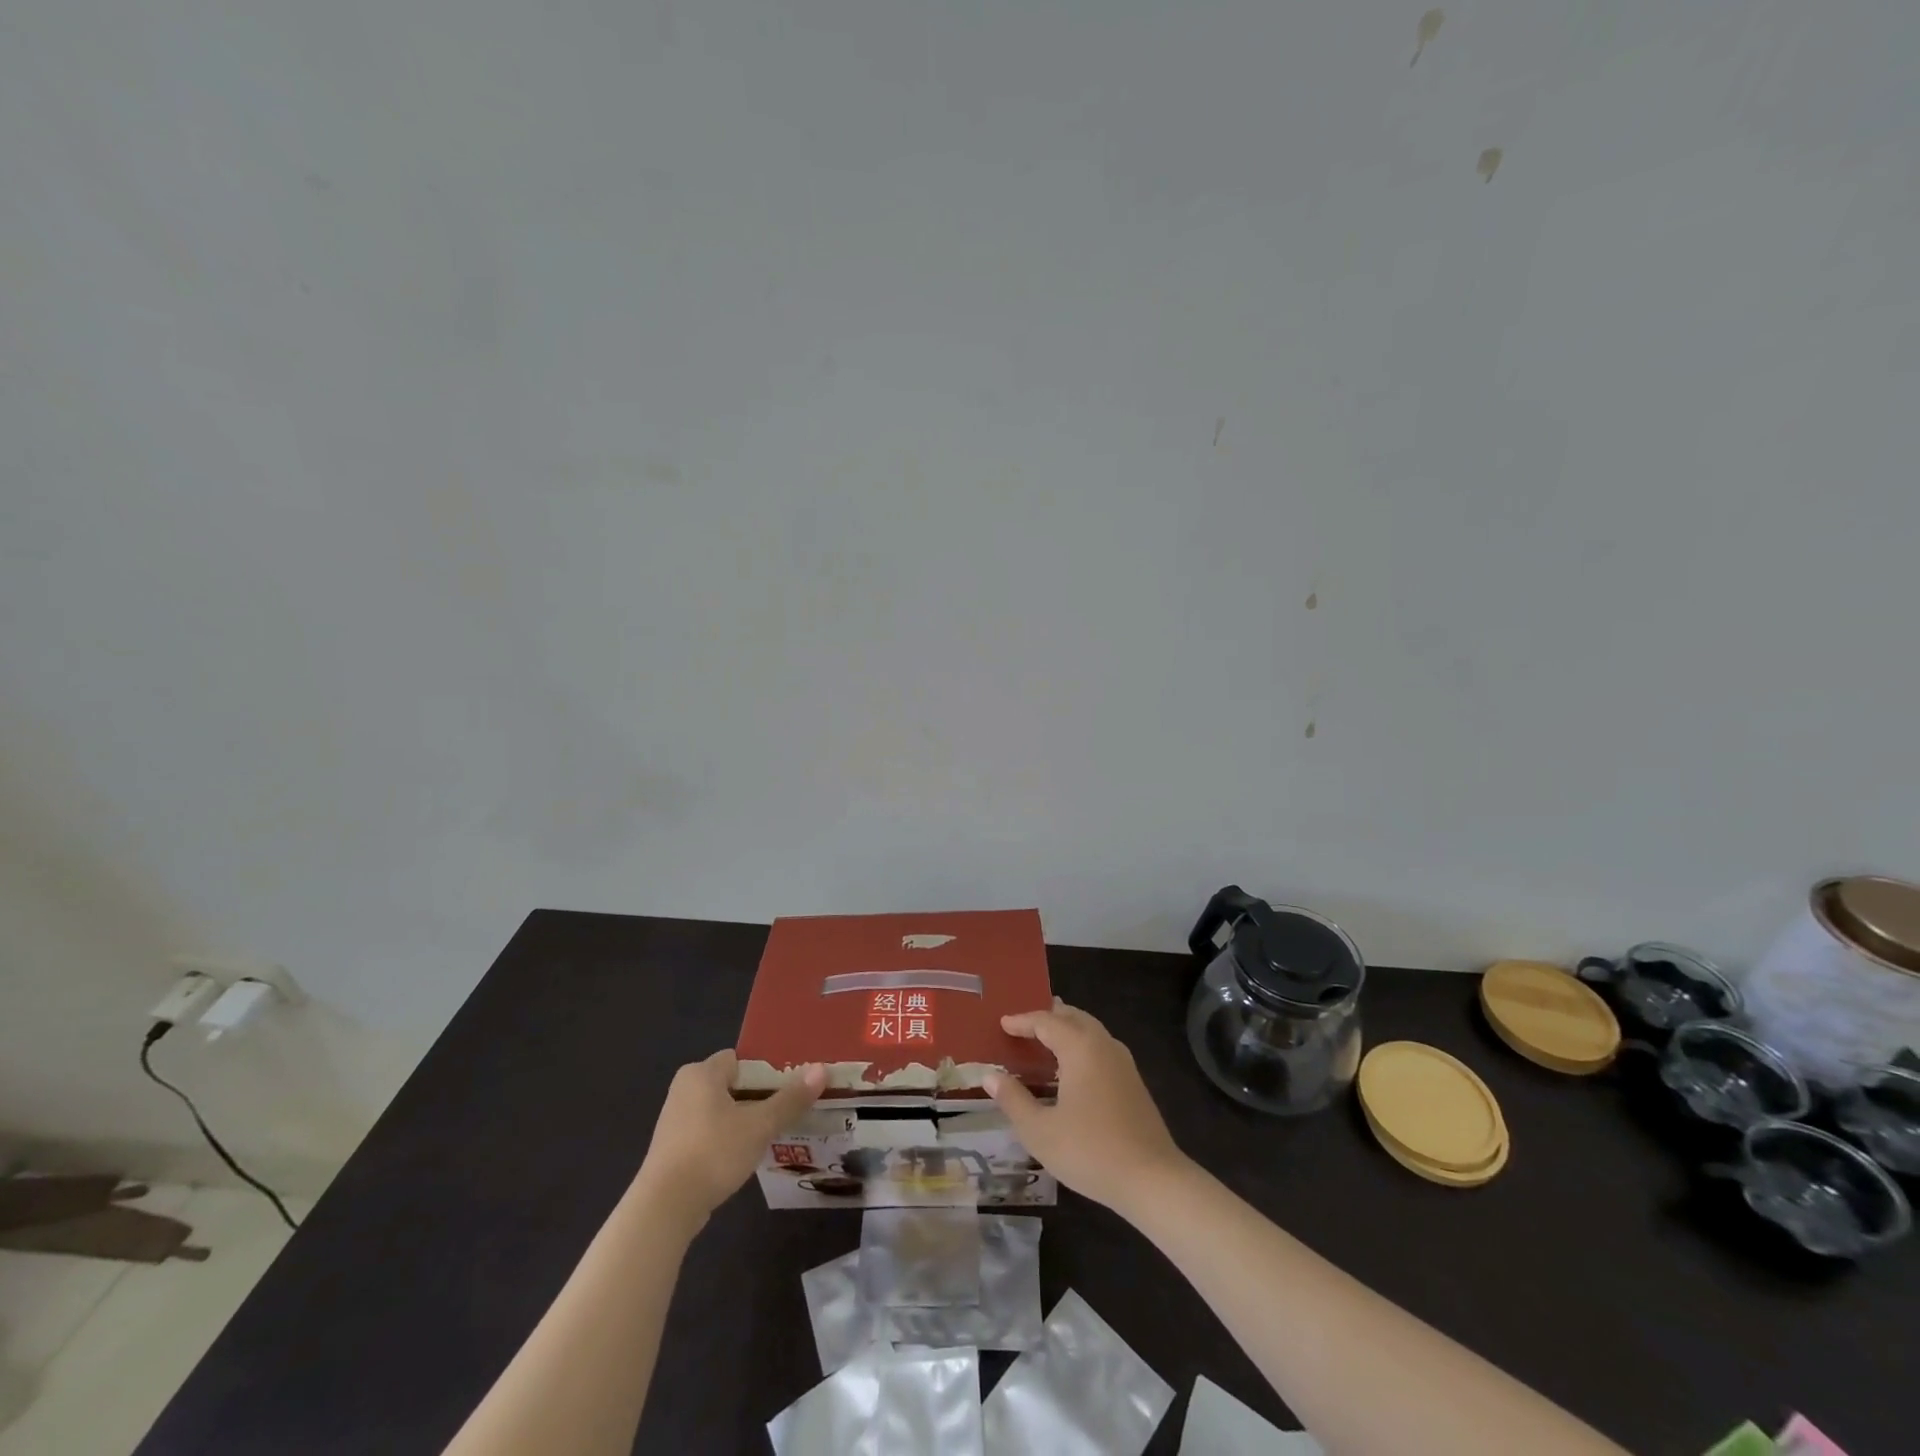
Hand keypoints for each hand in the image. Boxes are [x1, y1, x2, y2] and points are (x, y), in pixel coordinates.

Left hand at [634, 1051, 824, 1228]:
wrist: (664, 1209)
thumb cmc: (713, 1152)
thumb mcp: (760, 1125)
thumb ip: (791, 1098)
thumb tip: (821, 1070)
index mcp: (701, 1073)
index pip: (741, 1059)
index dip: (766, 1070)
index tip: (790, 1087)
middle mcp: (684, 1089)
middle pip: (733, 1084)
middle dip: (759, 1097)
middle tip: (788, 1110)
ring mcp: (675, 1121)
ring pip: (721, 1110)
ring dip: (745, 1120)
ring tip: (774, 1133)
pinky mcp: (672, 1149)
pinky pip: (709, 1132)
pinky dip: (727, 1140)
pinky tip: (746, 1156)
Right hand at [983, 999, 1189, 1216]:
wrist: (1152, 1179)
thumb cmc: (1090, 1151)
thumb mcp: (1040, 1131)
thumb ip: (1013, 1100)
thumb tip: (990, 1076)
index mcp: (1080, 1047)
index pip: (1046, 1021)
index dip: (1022, 1021)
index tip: (1003, 1023)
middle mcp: (1103, 1045)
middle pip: (1073, 1017)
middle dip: (1048, 1016)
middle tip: (1025, 1023)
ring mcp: (1123, 1062)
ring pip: (1090, 1030)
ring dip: (1067, 1028)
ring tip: (1046, 1039)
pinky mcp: (1133, 1081)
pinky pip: (1101, 1047)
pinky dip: (1081, 1044)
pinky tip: (1072, 1068)